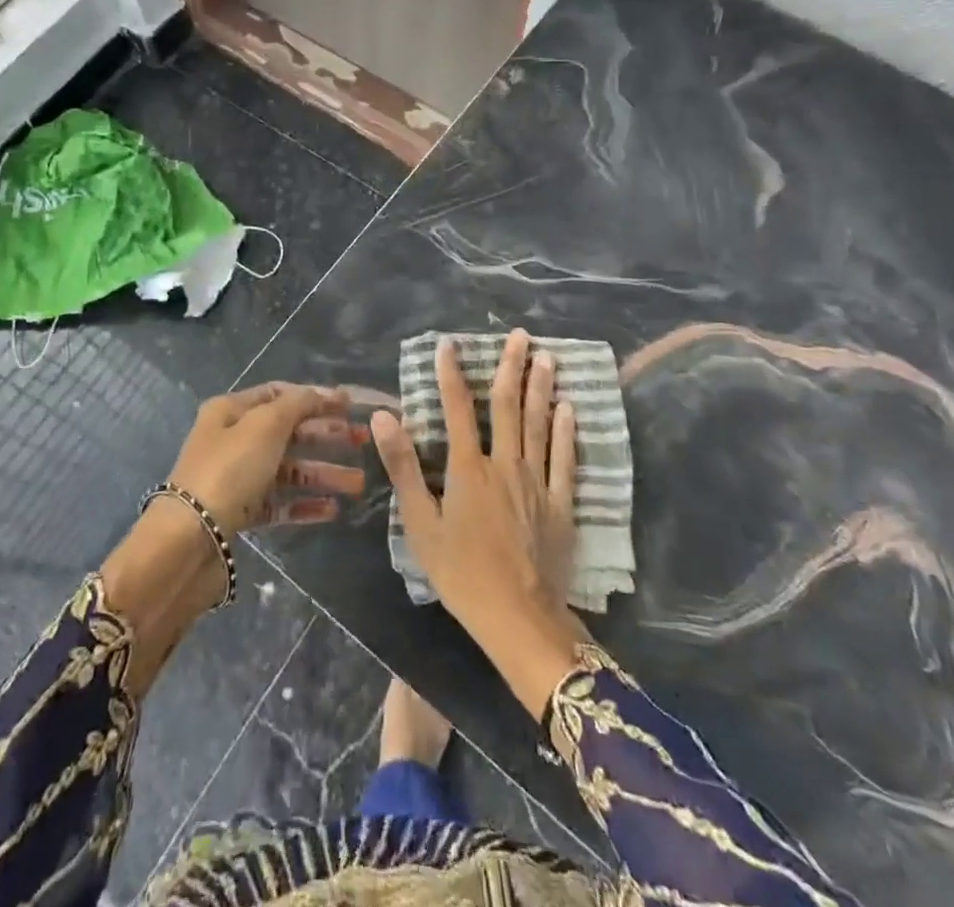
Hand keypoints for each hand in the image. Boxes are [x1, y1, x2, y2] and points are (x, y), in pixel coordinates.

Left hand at [102, 382, 364, 698]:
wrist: (188, 541)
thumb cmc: (229, 470)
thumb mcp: (266, 425)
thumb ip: (298, 405)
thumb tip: (322, 393)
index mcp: (231, 410)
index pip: (279, 394)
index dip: (315, 397)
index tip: (350, 405)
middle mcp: (232, 439)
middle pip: (288, 431)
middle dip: (327, 435)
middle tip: (364, 441)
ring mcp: (236, 478)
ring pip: (288, 470)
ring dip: (323, 473)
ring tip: (359, 484)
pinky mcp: (240, 514)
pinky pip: (279, 503)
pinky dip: (305, 504)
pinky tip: (332, 510)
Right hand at [372, 331, 587, 716]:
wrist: (518, 618)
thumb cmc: (461, 574)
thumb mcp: (420, 523)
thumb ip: (403, 466)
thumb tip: (383, 415)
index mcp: (468, 468)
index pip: (458, 407)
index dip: (451, 373)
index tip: (449, 343)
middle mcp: (505, 463)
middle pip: (508, 405)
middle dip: (511, 366)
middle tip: (519, 334)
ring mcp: (537, 482)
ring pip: (540, 424)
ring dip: (541, 387)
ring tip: (546, 356)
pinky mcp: (561, 503)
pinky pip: (566, 460)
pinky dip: (567, 432)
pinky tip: (569, 409)